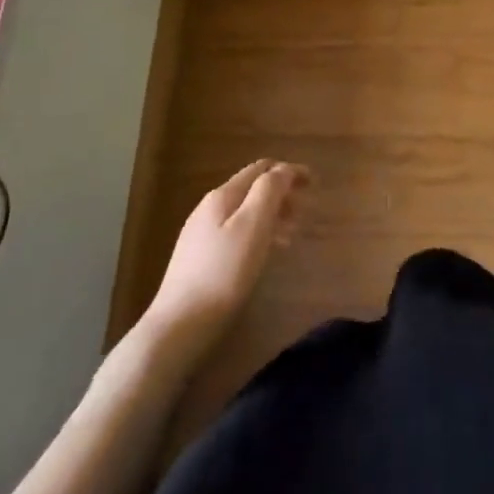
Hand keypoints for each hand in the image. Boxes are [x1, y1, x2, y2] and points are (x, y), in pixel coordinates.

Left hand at [146, 160, 309, 347]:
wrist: (179, 325)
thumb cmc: (223, 272)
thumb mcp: (253, 226)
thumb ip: (269, 191)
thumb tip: (283, 169)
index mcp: (223, 195)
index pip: (261, 168)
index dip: (289, 171)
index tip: (313, 182)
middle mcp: (209, 207)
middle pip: (252, 188)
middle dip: (281, 194)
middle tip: (304, 214)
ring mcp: (201, 233)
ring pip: (244, 212)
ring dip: (271, 216)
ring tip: (290, 237)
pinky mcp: (198, 258)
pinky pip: (236, 232)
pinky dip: (257, 233)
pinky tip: (263, 254)